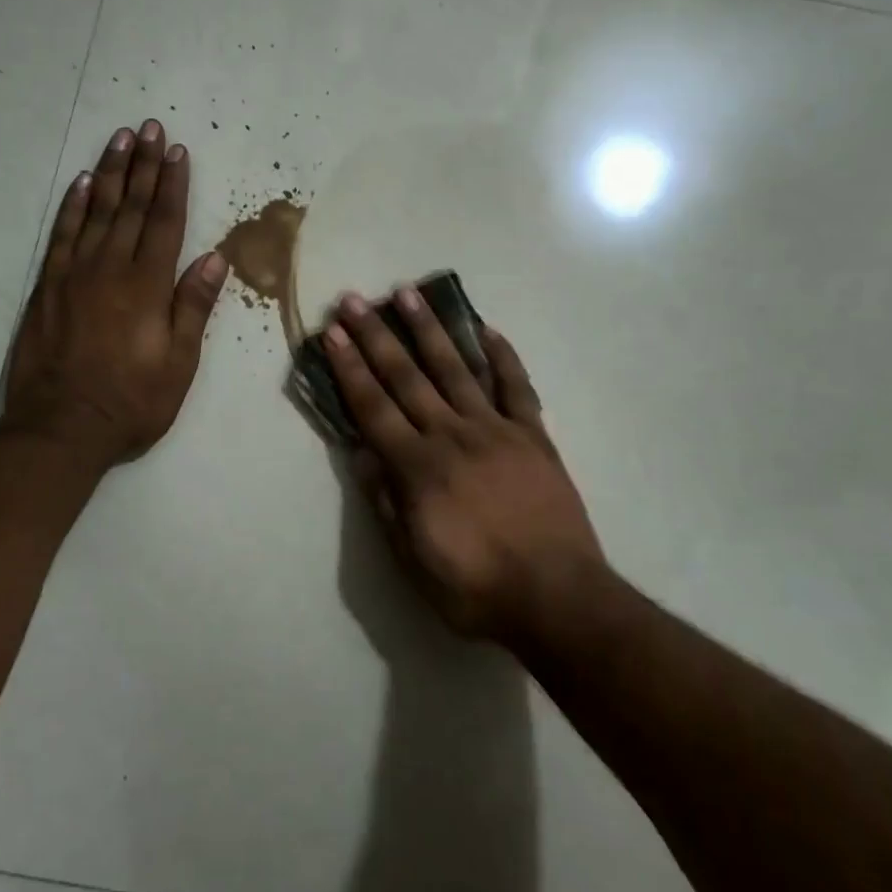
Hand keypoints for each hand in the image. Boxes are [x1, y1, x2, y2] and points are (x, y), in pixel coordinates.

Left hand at [0, 120, 227, 467]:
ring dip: (111, 173)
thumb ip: (193, 306)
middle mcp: (111, 270)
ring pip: (97, 212)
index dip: (174, 185)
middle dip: (144, 166)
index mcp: (148, 287)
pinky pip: (62, 235)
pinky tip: (83, 183)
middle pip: (132, 208)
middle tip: (150, 128)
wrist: (61, 428)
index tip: (178, 152)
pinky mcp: (48, 287)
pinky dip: (73, 206)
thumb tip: (215, 257)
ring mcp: (75, 275)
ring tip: (120, 139)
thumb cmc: (132, 401)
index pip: (165, 224)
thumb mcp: (179, 363)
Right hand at [323, 287, 606, 644]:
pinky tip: (487, 330)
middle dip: (377, 336)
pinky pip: (516, 386)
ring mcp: (496, 430)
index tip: (334, 334)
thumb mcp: (413, 562)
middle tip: (355, 300)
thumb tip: (362, 453)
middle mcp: (452, 436)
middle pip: (407, 377)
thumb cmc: (477, 589)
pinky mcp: (533, 435)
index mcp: (419, 468)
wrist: (558, 598)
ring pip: (456, 369)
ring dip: (429, 330)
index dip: (350, 368)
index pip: (373, 407)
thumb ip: (385, 503)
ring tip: (408, 293)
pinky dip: (502, 356)